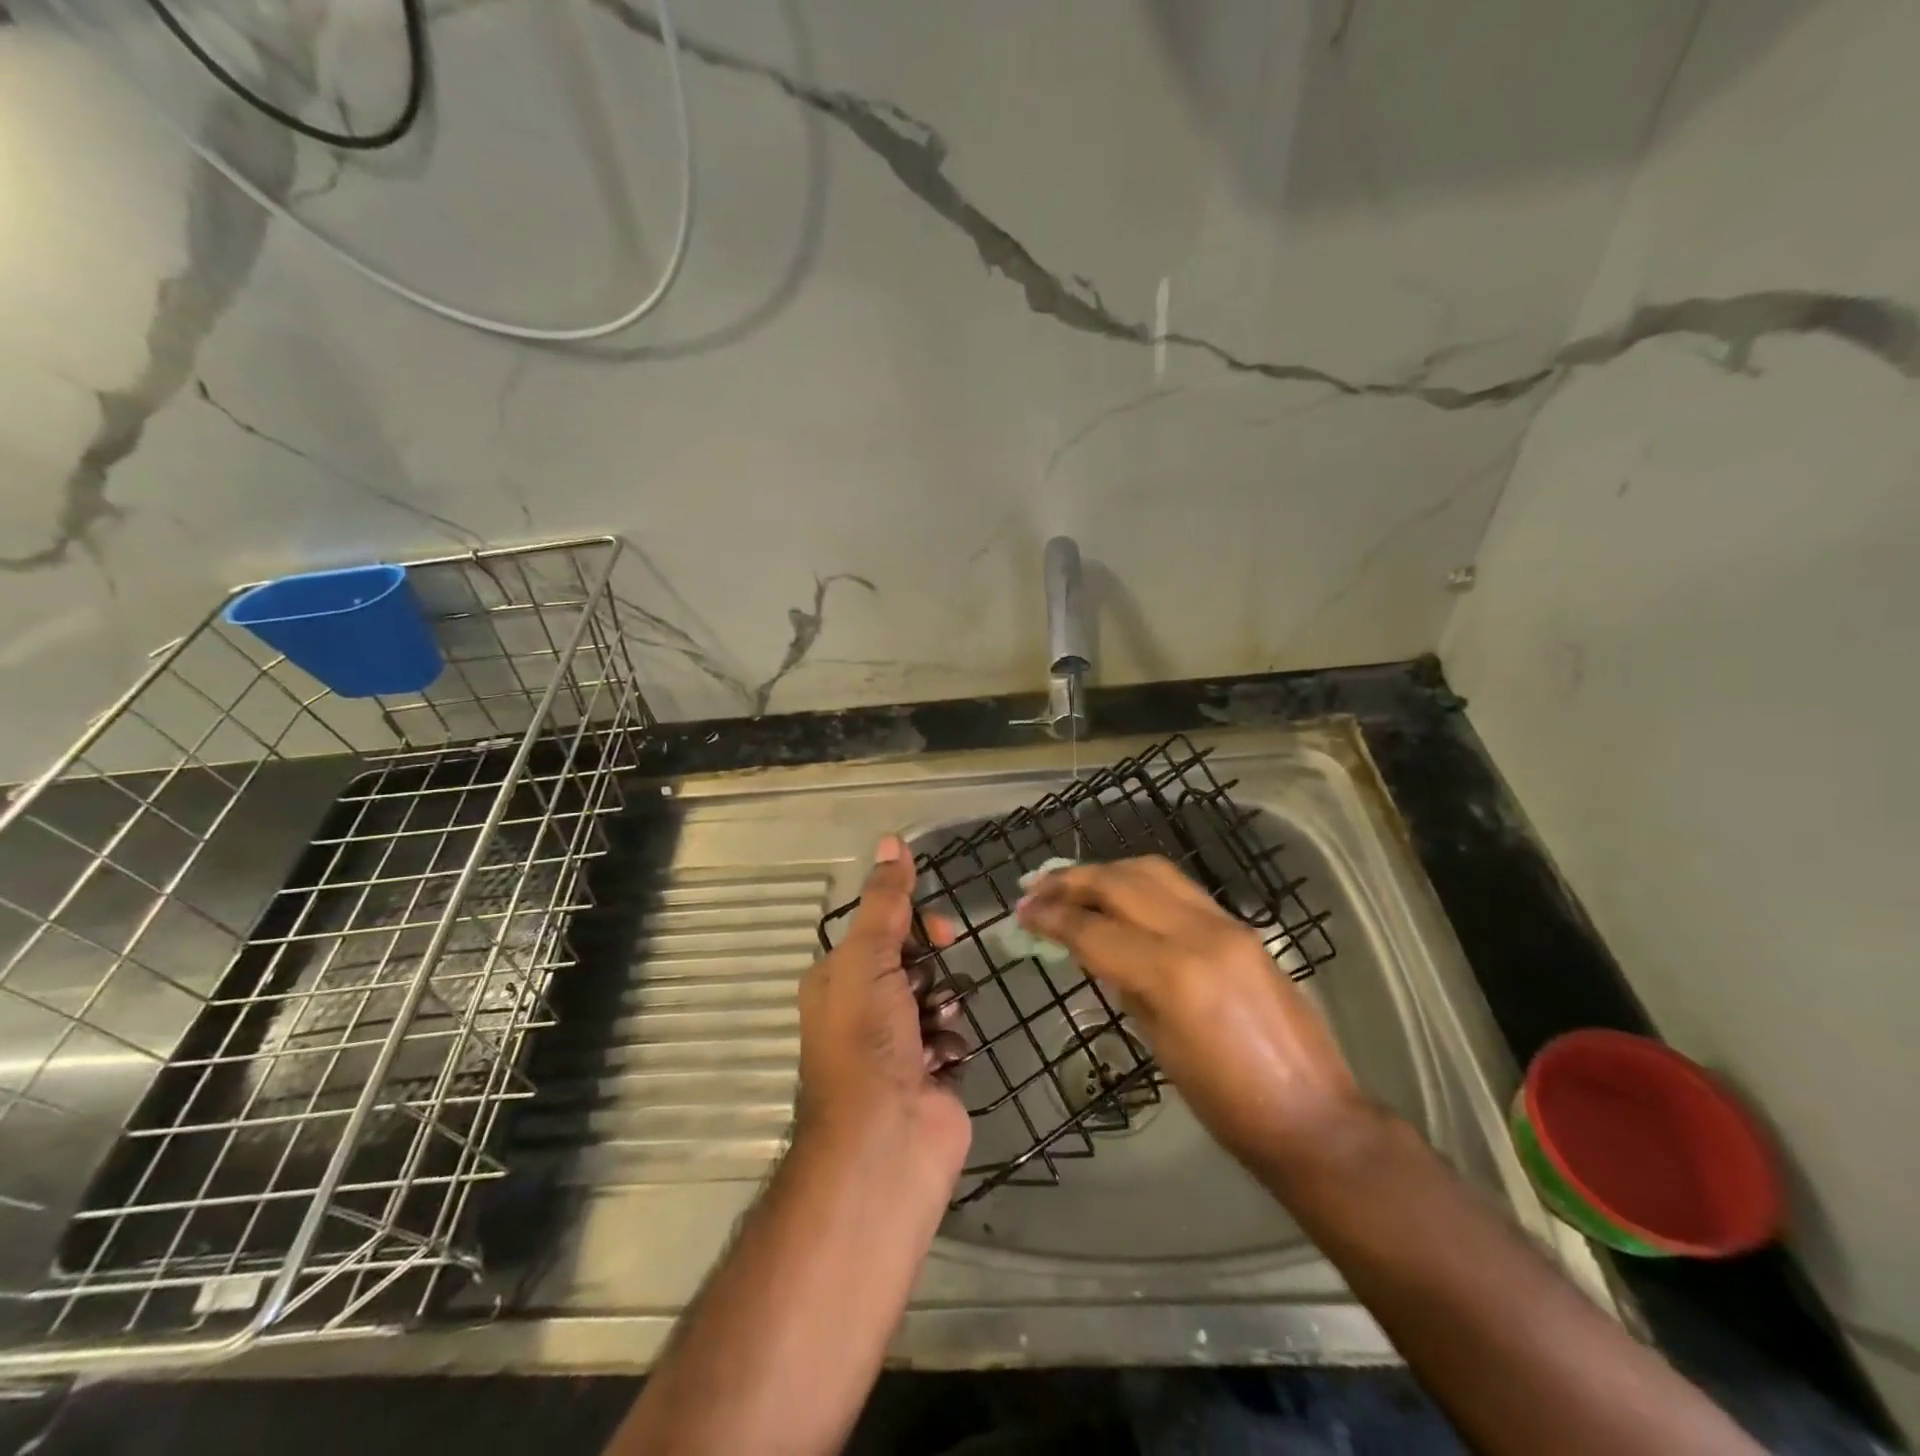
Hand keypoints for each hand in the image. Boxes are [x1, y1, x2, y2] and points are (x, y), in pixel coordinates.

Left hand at [795, 835, 971, 1183]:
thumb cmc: (867, 1039)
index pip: (881, 930)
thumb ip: (886, 900)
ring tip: (936, 1028)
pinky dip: (952, 1044)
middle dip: (929, 968)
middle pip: (912, 963)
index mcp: (838, 980)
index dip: (911, 924)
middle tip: (934, 982)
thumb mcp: (869, 957)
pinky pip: (952, 1038)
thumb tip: (891, 839)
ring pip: (937, 999)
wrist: (885, 1142)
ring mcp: (898, 1046)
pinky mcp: (930, 1076)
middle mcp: (863, 1010)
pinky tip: (943, 1062)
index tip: (936, 932)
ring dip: (943, 1006)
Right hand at [1017, 856, 1366, 1171]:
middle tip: (1035, 888)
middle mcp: (1200, 934)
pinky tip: (1120, 896)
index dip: (1052, 919)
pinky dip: (1140, 884)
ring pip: (1153, 872)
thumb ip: (1124, 985)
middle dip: (1071, 881)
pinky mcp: (1241, 927)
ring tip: (1071, 882)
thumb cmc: (1226, 1104)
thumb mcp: (1160, 1046)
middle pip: (1121, 884)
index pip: (1095, 930)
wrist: (1312, 1115)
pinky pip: (1180, 889)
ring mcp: (1226, 924)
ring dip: (1106, 872)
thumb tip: (1093, 951)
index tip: (1021, 914)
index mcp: (1174, 975)